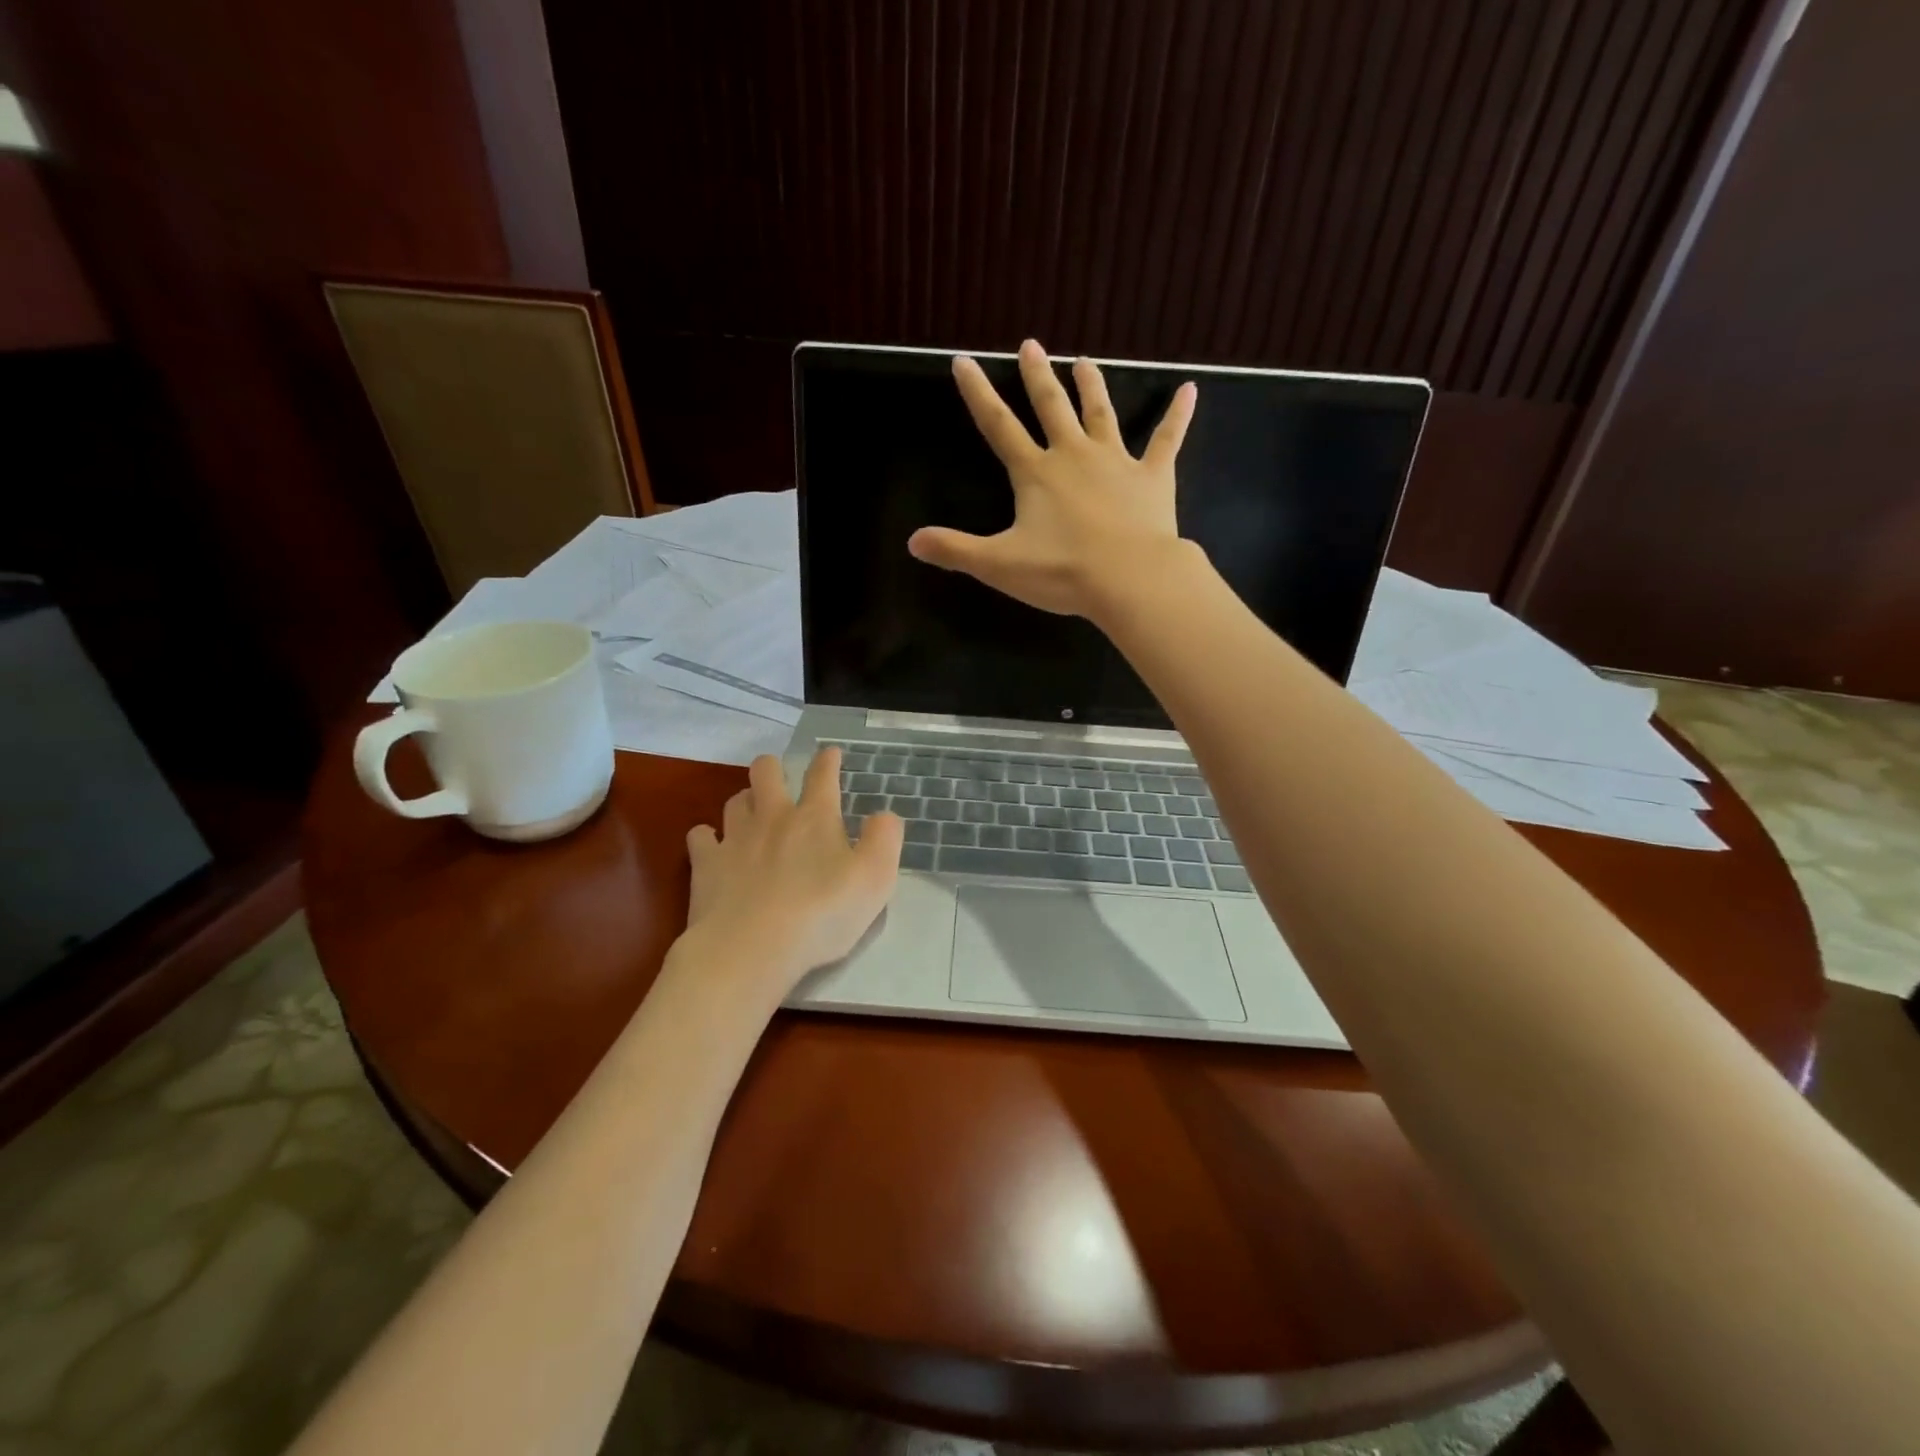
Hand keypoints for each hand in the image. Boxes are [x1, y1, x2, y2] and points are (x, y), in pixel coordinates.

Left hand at [684, 749, 902, 990]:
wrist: (751, 948)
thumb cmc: (821, 914)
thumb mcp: (875, 879)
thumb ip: (885, 840)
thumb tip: (884, 815)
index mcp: (815, 818)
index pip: (822, 775)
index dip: (828, 761)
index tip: (831, 754)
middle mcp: (772, 817)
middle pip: (766, 771)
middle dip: (774, 767)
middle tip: (781, 777)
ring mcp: (734, 838)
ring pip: (735, 800)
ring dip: (745, 800)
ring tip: (752, 812)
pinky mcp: (706, 864)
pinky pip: (701, 836)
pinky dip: (708, 836)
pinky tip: (714, 846)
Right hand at [907, 338, 1198, 619]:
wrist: (1130, 579)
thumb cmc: (1062, 571)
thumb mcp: (999, 565)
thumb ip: (956, 550)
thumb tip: (912, 542)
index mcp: (1035, 473)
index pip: (998, 426)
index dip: (979, 393)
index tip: (963, 360)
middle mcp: (1073, 455)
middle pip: (1051, 407)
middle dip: (1037, 376)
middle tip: (1032, 344)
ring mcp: (1116, 462)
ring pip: (1101, 414)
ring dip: (1092, 386)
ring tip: (1085, 361)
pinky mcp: (1152, 478)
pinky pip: (1167, 440)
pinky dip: (1178, 416)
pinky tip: (1190, 389)